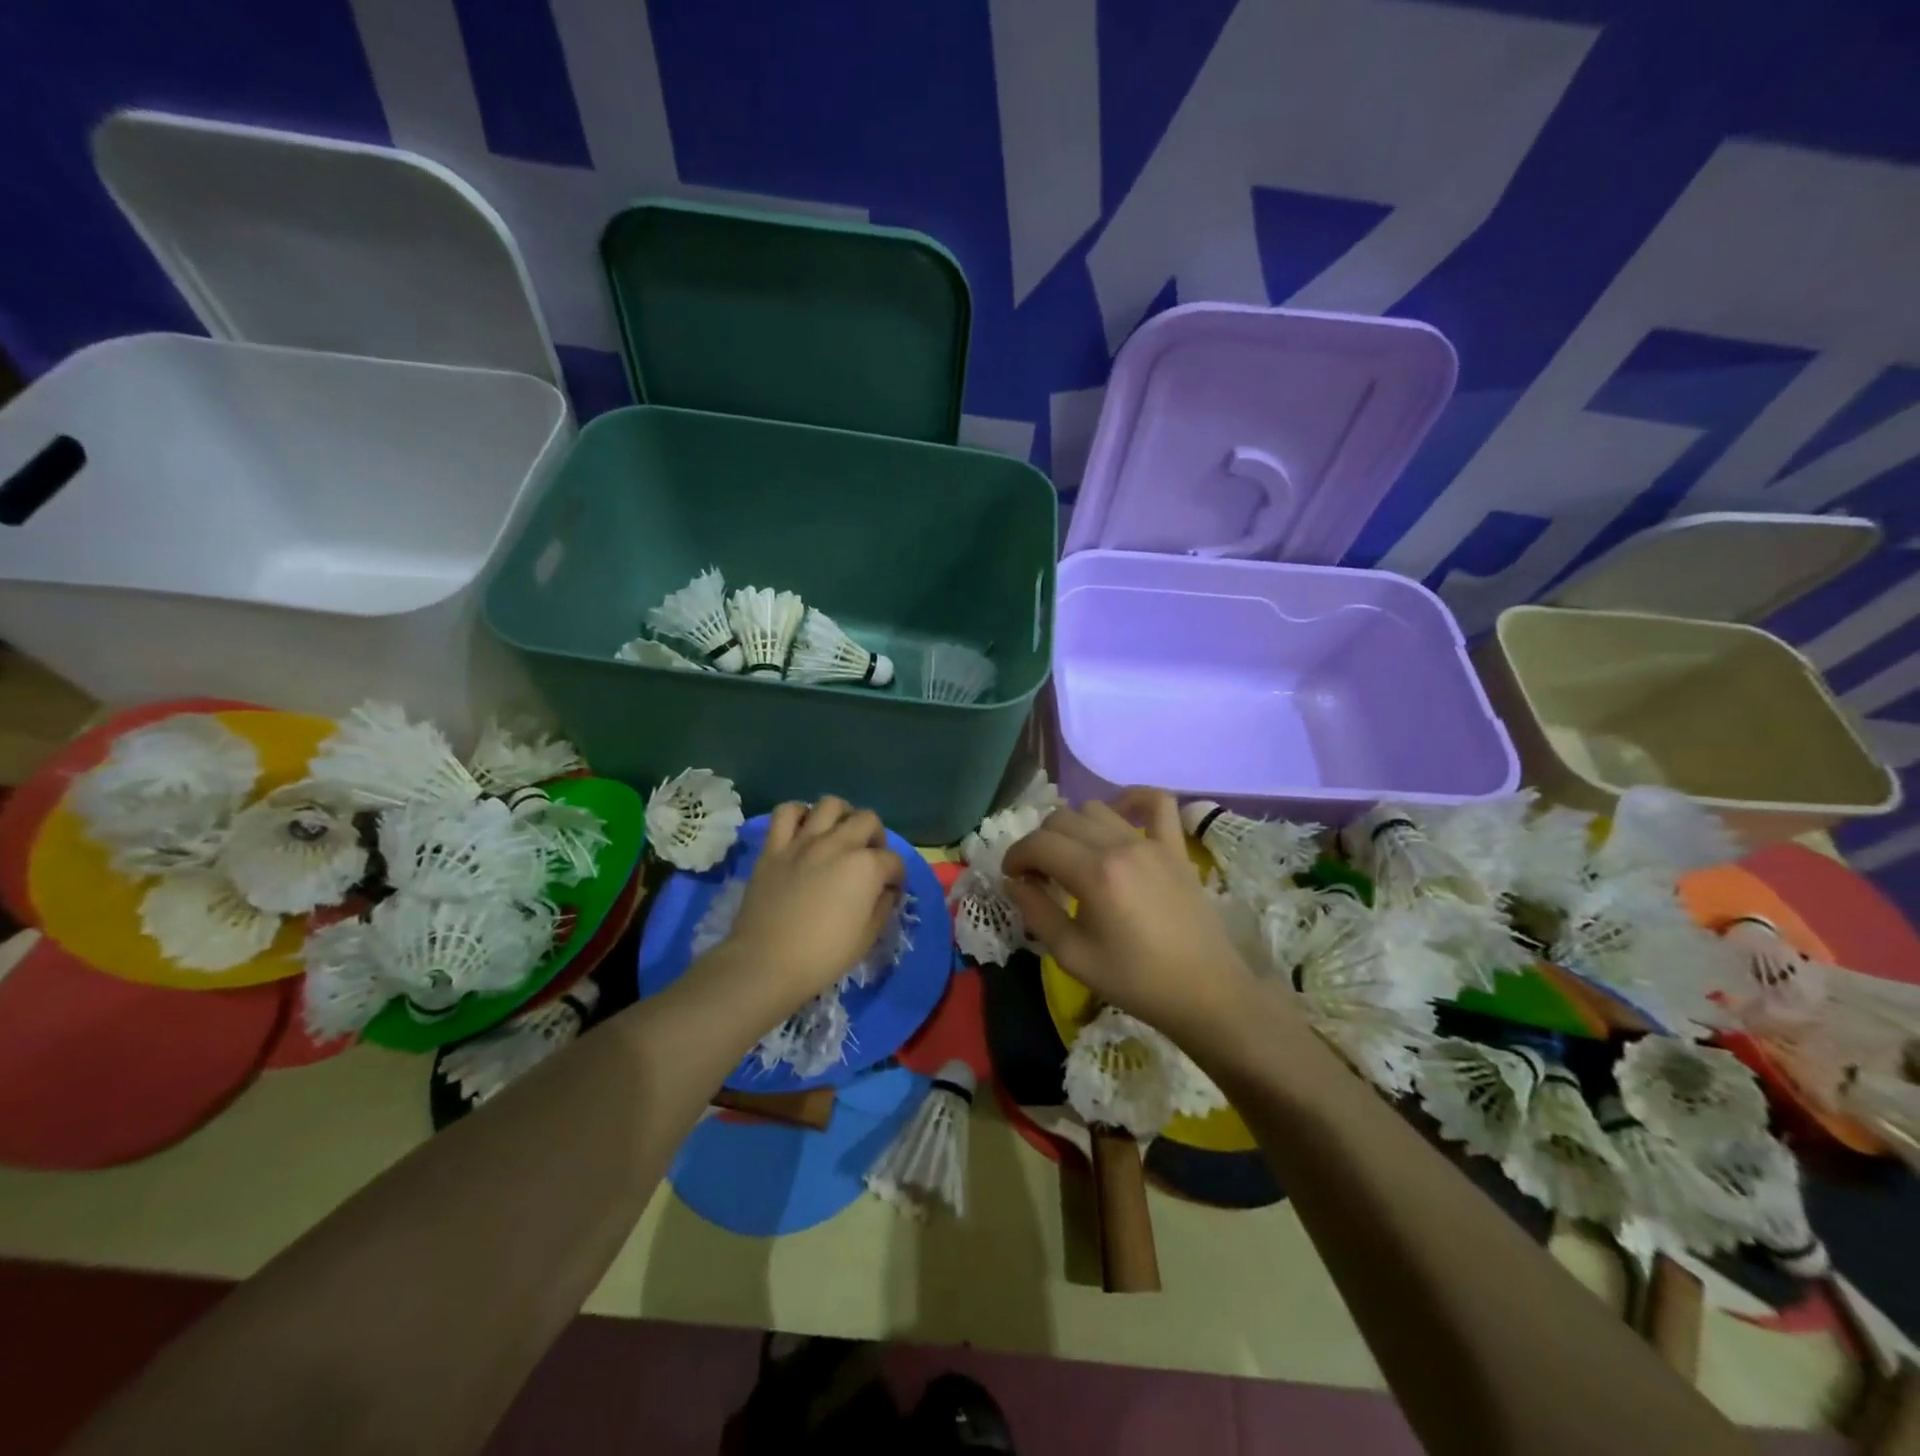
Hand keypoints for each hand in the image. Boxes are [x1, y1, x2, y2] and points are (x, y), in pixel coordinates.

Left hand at [720, 797, 905, 1012]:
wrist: (765, 963)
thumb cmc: (822, 956)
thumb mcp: (867, 938)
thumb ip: (882, 907)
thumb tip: (887, 891)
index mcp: (866, 867)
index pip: (893, 861)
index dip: (897, 876)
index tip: (892, 890)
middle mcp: (838, 844)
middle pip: (868, 820)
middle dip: (876, 837)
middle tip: (870, 859)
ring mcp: (804, 842)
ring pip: (830, 805)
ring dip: (842, 816)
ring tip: (840, 834)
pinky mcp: (774, 847)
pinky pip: (786, 813)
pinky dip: (799, 814)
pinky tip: (804, 829)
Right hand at [1003, 789, 1259, 1043]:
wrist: (1205, 993)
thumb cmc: (1136, 981)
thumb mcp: (1073, 956)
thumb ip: (1036, 913)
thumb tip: (1014, 882)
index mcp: (1094, 875)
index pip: (1039, 843)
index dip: (1016, 855)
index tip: (1012, 876)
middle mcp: (1120, 846)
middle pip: (1062, 819)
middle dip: (1040, 842)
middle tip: (1039, 874)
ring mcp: (1151, 843)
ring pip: (1096, 808)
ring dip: (1074, 827)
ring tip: (1074, 857)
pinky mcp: (1175, 848)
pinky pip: (1156, 802)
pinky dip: (1132, 800)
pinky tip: (1118, 815)